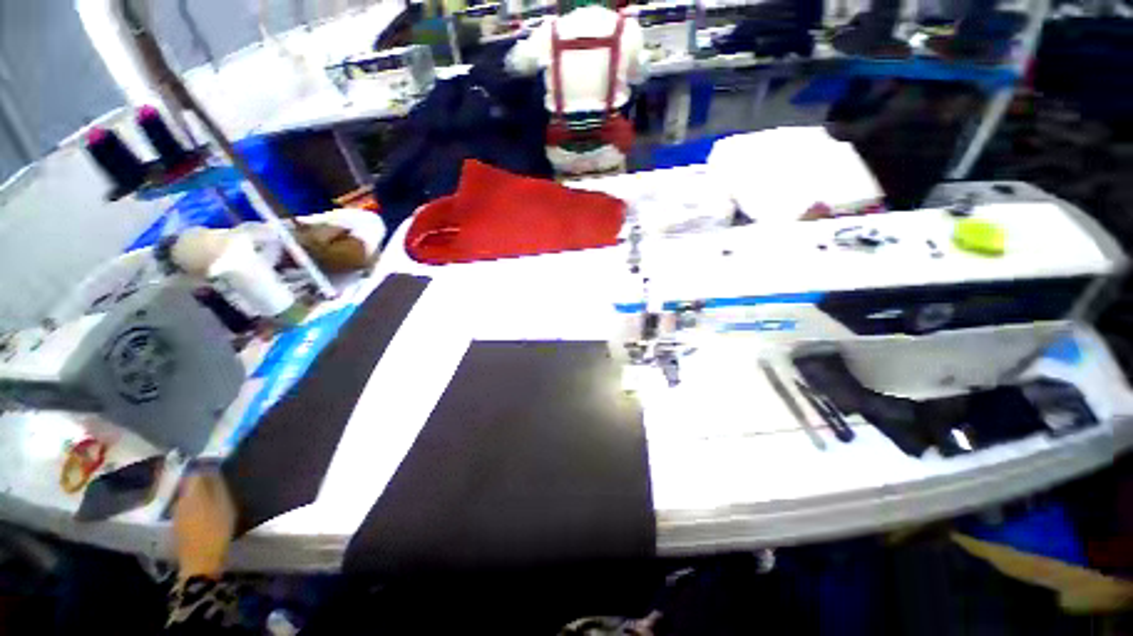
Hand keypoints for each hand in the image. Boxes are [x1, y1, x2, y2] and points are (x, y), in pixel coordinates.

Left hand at [173, 472, 235, 580]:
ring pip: (188, 498)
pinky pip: (188, 509)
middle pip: (190, 486)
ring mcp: (178, 515)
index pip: (195, 473)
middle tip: (220, 481)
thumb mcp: (224, 506)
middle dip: (203, 482)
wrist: (201, 562)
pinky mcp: (179, 527)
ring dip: (200, 495)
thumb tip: (213, 469)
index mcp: (191, 494)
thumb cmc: (216, 531)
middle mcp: (180, 501)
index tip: (219, 467)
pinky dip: (198, 506)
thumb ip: (217, 487)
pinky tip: (207, 512)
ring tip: (216, 496)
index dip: (206, 468)